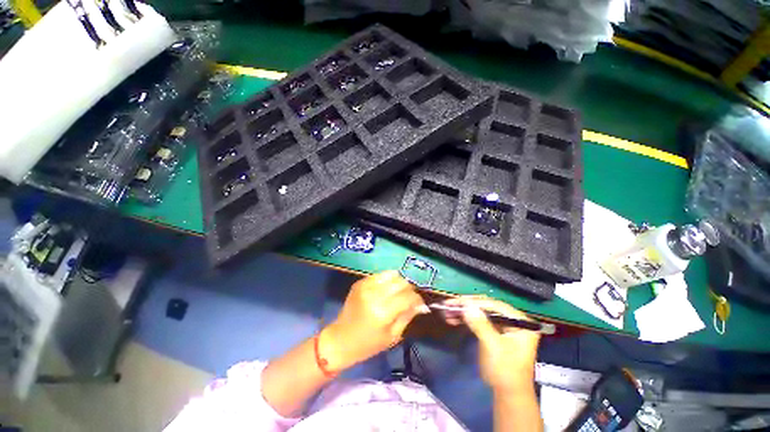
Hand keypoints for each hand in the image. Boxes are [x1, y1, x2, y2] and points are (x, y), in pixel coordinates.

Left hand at [321, 271, 426, 370]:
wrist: (340, 339)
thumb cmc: (368, 344)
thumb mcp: (393, 336)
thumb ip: (408, 316)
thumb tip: (421, 304)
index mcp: (383, 311)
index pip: (408, 296)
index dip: (417, 299)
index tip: (420, 303)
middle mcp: (374, 294)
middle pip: (401, 282)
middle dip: (409, 289)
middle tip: (409, 298)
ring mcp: (365, 285)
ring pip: (392, 274)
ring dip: (398, 282)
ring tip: (398, 293)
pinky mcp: (360, 282)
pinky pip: (380, 275)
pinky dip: (387, 280)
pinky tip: (385, 290)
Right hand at [443, 296, 539, 393]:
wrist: (508, 395)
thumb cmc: (505, 371)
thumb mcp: (493, 347)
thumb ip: (481, 324)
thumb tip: (466, 305)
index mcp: (520, 321)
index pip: (494, 305)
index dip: (473, 302)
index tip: (455, 301)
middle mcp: (513, 320)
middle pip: (486, 307)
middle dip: (466, 306)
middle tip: (448, 305)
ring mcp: (503, 326)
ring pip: (480, 313)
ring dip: (464, 312)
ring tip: (447, 312)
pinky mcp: (495, 332)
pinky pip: (479, 321)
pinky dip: (466, 320)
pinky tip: (453, 319)